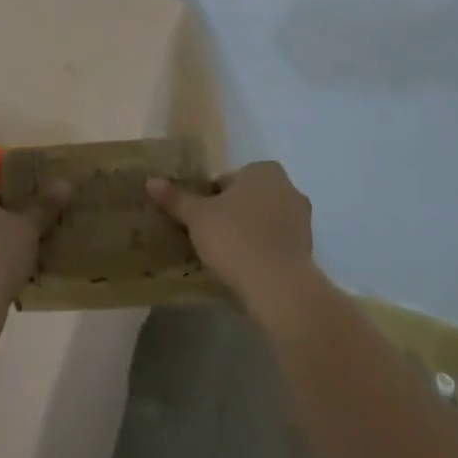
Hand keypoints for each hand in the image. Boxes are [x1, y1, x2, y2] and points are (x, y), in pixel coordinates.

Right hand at [147, 161, 317, 315]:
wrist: (280, 287)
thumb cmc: (236, 238)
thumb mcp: (197, 217)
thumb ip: (175, 198)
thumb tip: (150, 180)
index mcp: (263, 170)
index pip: (227, 180)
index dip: (209, 198)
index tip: (199, 220)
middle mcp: (287, 188)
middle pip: (247, 198)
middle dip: (230, 214)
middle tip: (209, 237)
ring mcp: (302, 220)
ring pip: (263, 221)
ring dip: (247, 233)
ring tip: (225, 257)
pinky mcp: (307, 249)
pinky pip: (276, 244)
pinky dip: (262, 252)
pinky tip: (245, 270)